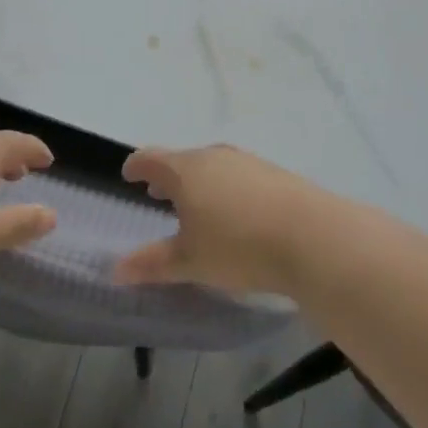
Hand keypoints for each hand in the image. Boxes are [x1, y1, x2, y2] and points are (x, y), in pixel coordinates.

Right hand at [115, 144, 326, 294]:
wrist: (312, 236)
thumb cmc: (238, 246)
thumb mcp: (190, 261)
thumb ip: (152, 263)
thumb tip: (115, 270)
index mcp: (186, 170)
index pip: (151, 158)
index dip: (137, 166)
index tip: (128, 174)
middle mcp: (214, 157)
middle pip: (183, 160)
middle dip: (168, 176)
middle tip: (158, 193)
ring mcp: (247, 162)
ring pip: (213, 167)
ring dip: (199, 182)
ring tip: (196, 204)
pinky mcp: (274, 174)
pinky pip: (238, 176)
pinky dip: (226, 188)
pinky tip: (236, 212)